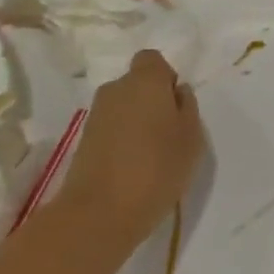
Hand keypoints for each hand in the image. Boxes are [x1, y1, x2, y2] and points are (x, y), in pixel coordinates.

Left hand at [53, 51, 203, 252]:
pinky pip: (110, 129)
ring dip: (135, 122)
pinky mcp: (82, 142)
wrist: (98, 214)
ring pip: (122, 107)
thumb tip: (177, 92)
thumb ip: (187, 107)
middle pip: (136, 84)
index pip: (153, 60)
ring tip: (150, 154)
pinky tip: (131, 168)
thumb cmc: (156, 168)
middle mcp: (115, 89)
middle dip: (151, 100)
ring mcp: (95, 115)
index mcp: (145, 80)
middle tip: (167, 132)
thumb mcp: (191, 137)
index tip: (176, 105)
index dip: (166, 78)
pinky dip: (120, 141)